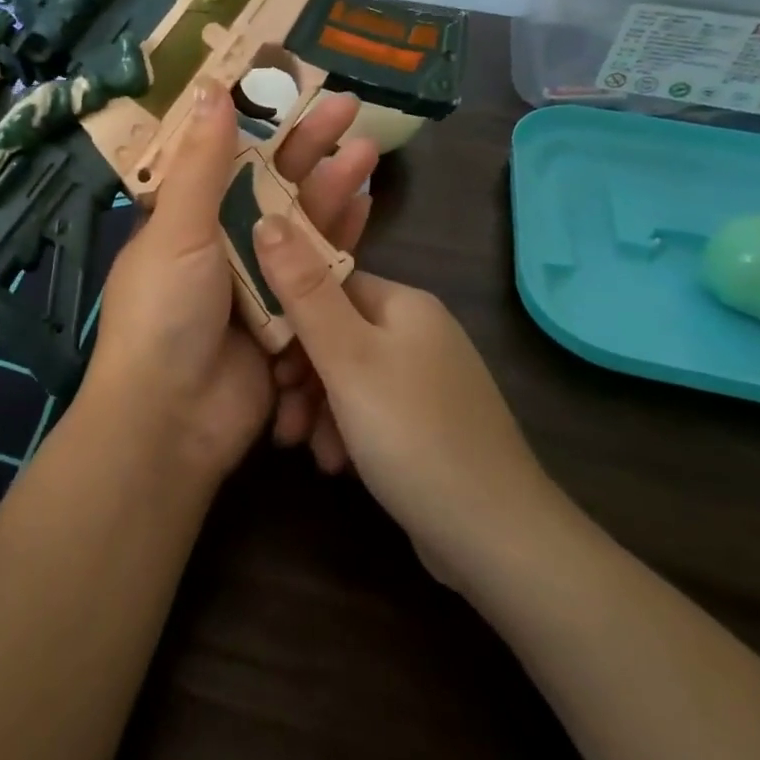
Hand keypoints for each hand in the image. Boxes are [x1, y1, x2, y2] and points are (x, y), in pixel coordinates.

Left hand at [85, 85, 377, 480]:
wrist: (173, 419)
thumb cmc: (163, 312)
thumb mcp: (178, 229)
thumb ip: (202, 162)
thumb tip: (211, 86)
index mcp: (184, 215)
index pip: (225, 153)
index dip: (257, 118)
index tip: (291, 83)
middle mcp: (219, 239)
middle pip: (271, 181)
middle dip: (307, 144)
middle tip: (348, 106)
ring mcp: (256, 276)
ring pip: (300, 219)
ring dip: (331, 185)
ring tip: (366, 149)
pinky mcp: (288, 312)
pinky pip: (317, 266)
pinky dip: (339, 236)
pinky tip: (366, 203)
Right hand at [252, 219, 553, 589]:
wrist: (498, 540)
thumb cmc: (413, 435)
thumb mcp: (347, 359)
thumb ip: (304, 290)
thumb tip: (267, 218)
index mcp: (404, 304)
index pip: (328, 285)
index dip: (289, 314)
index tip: (261, 354)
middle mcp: (418, 333)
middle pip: (336, 334)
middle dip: (300, 373)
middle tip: (281, 414)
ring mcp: (426, 381)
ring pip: (348, 376)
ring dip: (317, 407)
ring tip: (301, 446)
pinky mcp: (427, 424)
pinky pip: (369, 410)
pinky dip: (344, 430)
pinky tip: (335, 464)